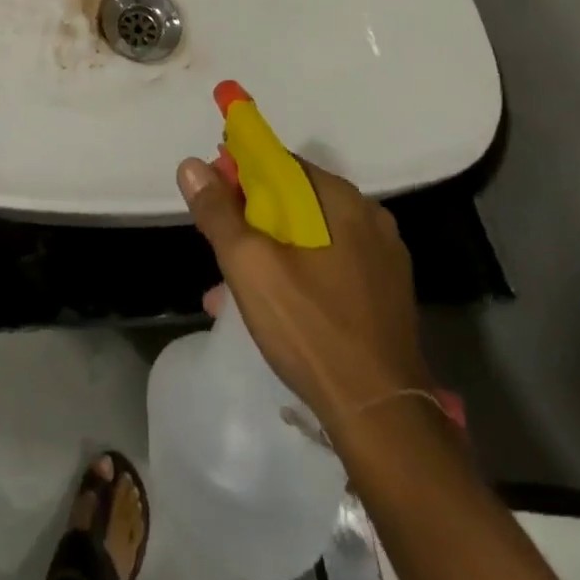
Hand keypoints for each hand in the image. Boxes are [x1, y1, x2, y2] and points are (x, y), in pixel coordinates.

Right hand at [178, 153, 430, 429]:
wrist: (381, 418)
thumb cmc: (310, 328)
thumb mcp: (248, 265)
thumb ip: (217, 211)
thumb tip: (192, 165)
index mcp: (339, 199)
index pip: (277, 162)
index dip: (238, 172)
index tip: (211, 198)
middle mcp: (367, 217)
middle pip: (293, 199)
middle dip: (250, 219)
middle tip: (220, 249)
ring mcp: (383, 257)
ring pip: (310, 236)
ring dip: (270, 251)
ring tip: (234, 289)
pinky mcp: (387, 293)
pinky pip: (331, 265)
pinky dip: (299, 273)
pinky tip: (273, 307)